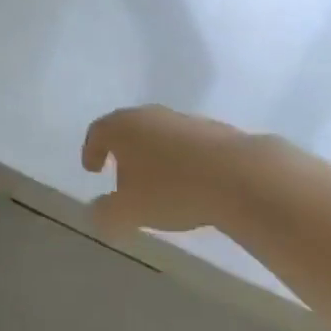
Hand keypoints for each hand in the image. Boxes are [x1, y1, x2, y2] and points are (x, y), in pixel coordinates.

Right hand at [81, 106, 252, 234]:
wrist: (239, 176)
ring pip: (160, 135)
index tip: (92, 169)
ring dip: (155, 155)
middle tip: (123, 175)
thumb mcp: (130, 211)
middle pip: (128, 129)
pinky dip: (183, 160)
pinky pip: (188, 144)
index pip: (98, 132)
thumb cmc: (172, 189)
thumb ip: (106, 213)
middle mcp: (149, 115)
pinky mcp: (215, 130)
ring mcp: (183, 120)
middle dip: (123, 152)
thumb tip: (95, 214)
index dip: (91, 150)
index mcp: (122, 127)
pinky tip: (193, 183)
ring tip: (161, 184)